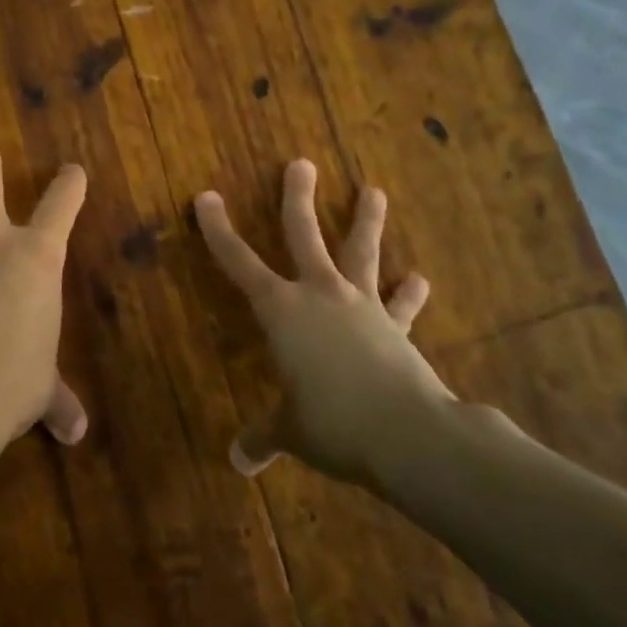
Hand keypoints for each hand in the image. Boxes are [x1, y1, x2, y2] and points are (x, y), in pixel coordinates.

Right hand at [195, 159, 449, 486]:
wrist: (407, 434)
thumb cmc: (332, 424)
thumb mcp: (291, 430)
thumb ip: (264, 438)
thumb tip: (240, 462)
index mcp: (281, 311)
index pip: (239, 262)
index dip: (218, 230)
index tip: (206, 197)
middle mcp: (319, 295)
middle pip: (304, 235)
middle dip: (297, 198)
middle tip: (301, 164)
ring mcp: (362, 306)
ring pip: (361, 252)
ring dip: (367, 221)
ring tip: (374, 190)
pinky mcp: (395, 327)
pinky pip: (401, 304)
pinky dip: (410, 293)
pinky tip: (421, 279)